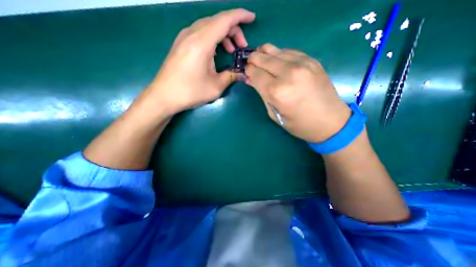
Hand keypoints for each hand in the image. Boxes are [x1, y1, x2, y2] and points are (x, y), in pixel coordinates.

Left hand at [146, 9, 253, 115]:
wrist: (164, 96)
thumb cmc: (190, 92)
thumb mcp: (215, 86)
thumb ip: (231, 76)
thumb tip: (242, 74)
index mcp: (202, 42)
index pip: (224, 20)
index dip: (240, 16)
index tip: (252, 18)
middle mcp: (192, 34)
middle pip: (217, 21)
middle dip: (233, 30)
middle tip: (241, 47)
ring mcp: (184, 37)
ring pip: (208, 26)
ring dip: (223, 35)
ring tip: (231, 51)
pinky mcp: (180, 44)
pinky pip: (200, 33)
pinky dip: (212, 38)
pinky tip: (216, 52)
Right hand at [247, 42, 350, 143]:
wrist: (330, 121)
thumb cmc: (298, 124)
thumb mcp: (274, 113)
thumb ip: (262, 94)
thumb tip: (250, 80)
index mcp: (277, 92)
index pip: (255, 73)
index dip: (248, 71)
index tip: (247, 71)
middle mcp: (288, 74)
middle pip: (263, 58)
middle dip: (253, 59)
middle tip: (251, 62)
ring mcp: (302, 64)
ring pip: (276, 50)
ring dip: (265, 53)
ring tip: (261, 57)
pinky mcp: (312, 61)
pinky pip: (289, 51)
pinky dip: (279, 53)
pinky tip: (277, 59)